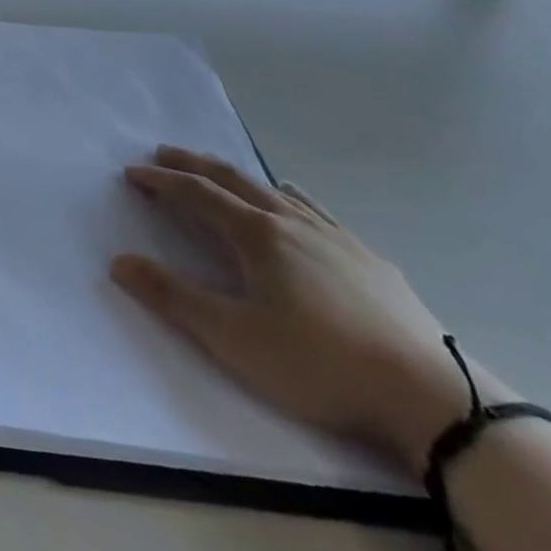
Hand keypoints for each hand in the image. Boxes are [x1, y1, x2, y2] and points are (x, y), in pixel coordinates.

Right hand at [111, 147, 487, 474]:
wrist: (430, 397)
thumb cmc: (319, 364)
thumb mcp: (232, 338)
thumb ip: (172, 296)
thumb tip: (119, 260)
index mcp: (257, 235)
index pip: (198, 194)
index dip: (162, 181)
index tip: (132, 172)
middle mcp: (292, 221)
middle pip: (234, 179)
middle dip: (194, 164)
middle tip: (164, 153)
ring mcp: (335, 236)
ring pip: (275, 190)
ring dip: (237, 177)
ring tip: (221, 174)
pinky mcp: (368, 258)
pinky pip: (314, 209)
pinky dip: (287, 196)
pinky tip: (294, 203)